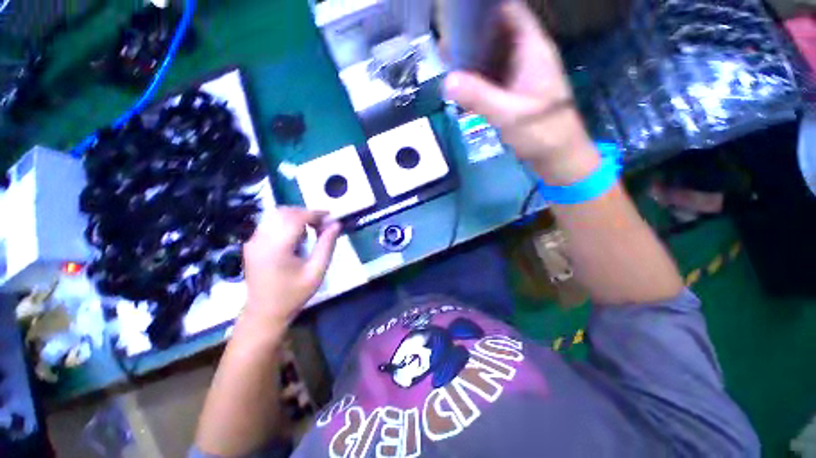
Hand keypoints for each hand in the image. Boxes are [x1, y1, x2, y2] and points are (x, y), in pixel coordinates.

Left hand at [241, 208, 341, 326]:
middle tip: (322, 224)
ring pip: (276, 215)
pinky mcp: (251, 244)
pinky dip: (286, 223)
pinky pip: (270, 224)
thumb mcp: (317, 271)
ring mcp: (253, 241)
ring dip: (296, 217)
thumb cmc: (293, 294)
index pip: (296, 218)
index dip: (315, 213)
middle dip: (306, 213)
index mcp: (276, 247)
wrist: (264, 313)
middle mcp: (260, 240)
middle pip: (284, 212)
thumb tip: (336, 224)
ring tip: (311, 230)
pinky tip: (296, 237)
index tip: (330, 217)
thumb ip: (327, 245)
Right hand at [443, 1, 598, 184]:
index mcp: (532, 49)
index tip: (459, 13)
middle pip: (498, 32)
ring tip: (447, 60)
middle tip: (445, 42)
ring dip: (473, 56)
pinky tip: (461, 82)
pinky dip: (477, 76)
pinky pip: (492, 76)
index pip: (510, 12)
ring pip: (493, 55)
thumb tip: (446, 81)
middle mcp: (526, 55)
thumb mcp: (509, 113)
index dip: (486, 8)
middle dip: (472, 34)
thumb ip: (479, 96)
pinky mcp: (513, 92)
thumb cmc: (541, 132)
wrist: (557, 155)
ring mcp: (520, 74)